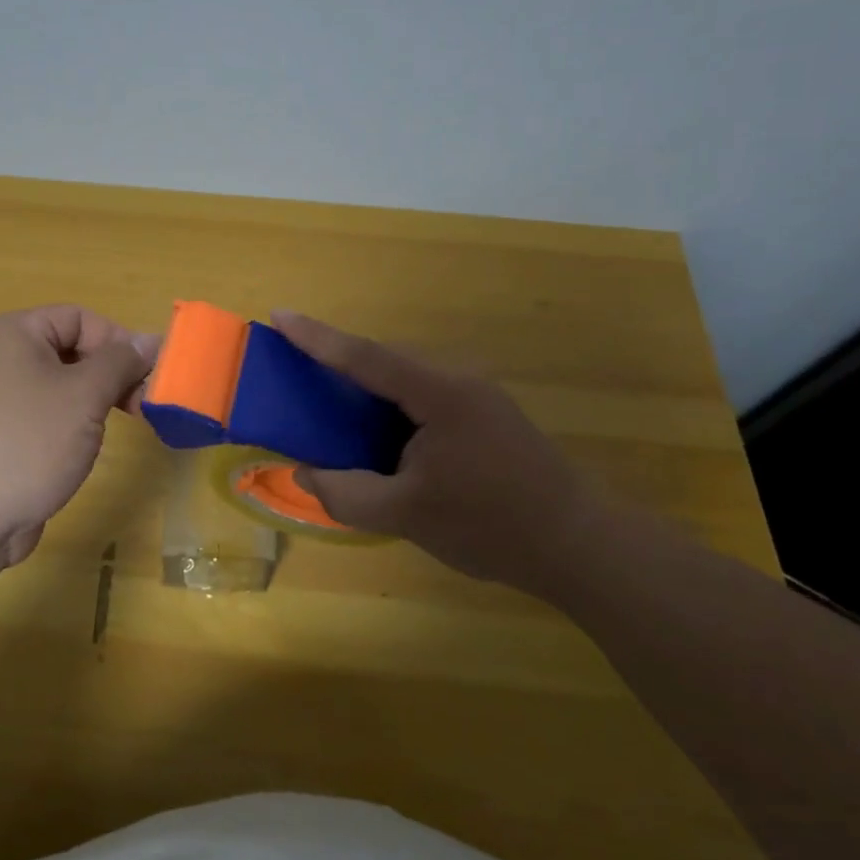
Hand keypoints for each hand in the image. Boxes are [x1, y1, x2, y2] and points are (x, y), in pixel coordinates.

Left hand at [0, 306, 158, 568]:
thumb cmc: (26, 442)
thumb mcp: (84, 395)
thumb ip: (121, 362)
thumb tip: (152, 340)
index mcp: (12, 333)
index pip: (80, 318)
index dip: (118, 341)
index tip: (149, 375)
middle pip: (70, 349)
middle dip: (112, 373)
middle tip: (144, 404)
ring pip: (60, 385)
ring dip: (96, 400)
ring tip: (122, 425)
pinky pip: (45, 415)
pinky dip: (72, 424)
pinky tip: (84, 448)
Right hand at [273, 311, 597, 596]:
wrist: (580, 544)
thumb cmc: (492, 525)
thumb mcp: (408, 516)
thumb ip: (348, 494)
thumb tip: (305, 475)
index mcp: (439, 394)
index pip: (365, 357)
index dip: (318, 337)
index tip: (280, 315)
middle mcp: (458, 381)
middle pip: (385, 361)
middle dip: (338, 361)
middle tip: (297, 372)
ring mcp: (477, 397)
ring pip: (405, 380)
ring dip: (367, 388)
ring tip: (330, 407)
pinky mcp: (485, 416)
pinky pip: (423, 398)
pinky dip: (391, 408)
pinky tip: (379, 436)